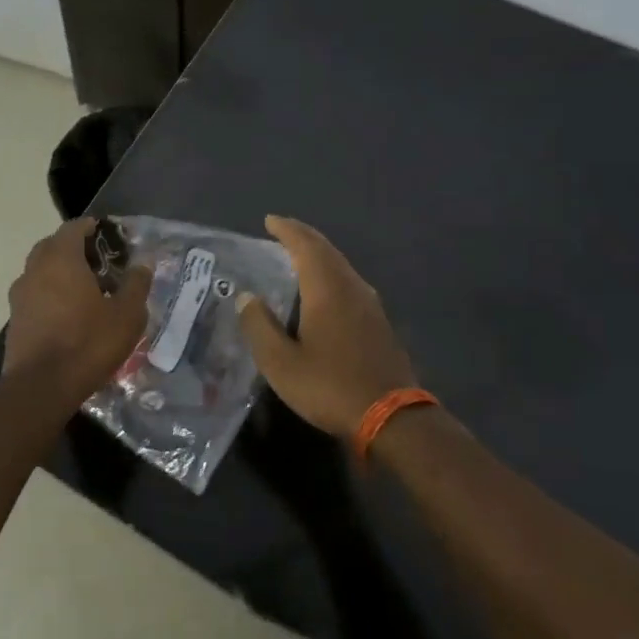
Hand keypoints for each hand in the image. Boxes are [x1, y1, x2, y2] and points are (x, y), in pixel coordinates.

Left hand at [4, 219, 150, 402]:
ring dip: (60, 273)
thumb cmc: (88, 343)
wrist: (40, 387)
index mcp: (61, 259)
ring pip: (41, 271)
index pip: (73, 228)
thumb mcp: (126, 315)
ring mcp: (20, 295)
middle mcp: (35, 269)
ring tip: (86, 291)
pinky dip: (50, 295)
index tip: (108, 236)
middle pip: (53, 246)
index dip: (91, 228)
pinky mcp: (14, 319)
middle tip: (99, 263)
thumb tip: (142, 264)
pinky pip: (35, 295)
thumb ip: (136, 284)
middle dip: (74, 249)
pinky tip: (69, 315)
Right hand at [237, 216, 418, 438]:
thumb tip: (247, 297)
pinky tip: (323, 292)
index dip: (287, 230)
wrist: (391, 418)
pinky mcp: (379, 323)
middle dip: (303, 237)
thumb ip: (260, 326)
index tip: (270, 220)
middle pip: (327, 251)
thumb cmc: (330, 386)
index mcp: (327, 289)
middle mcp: (351, 288)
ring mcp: (370, 305)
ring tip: (297, 257)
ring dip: (319, 255)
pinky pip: (350, 283)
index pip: (305, 246)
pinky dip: (331, 274)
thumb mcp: (281, 363)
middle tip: (281, 231)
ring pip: (341, 266)